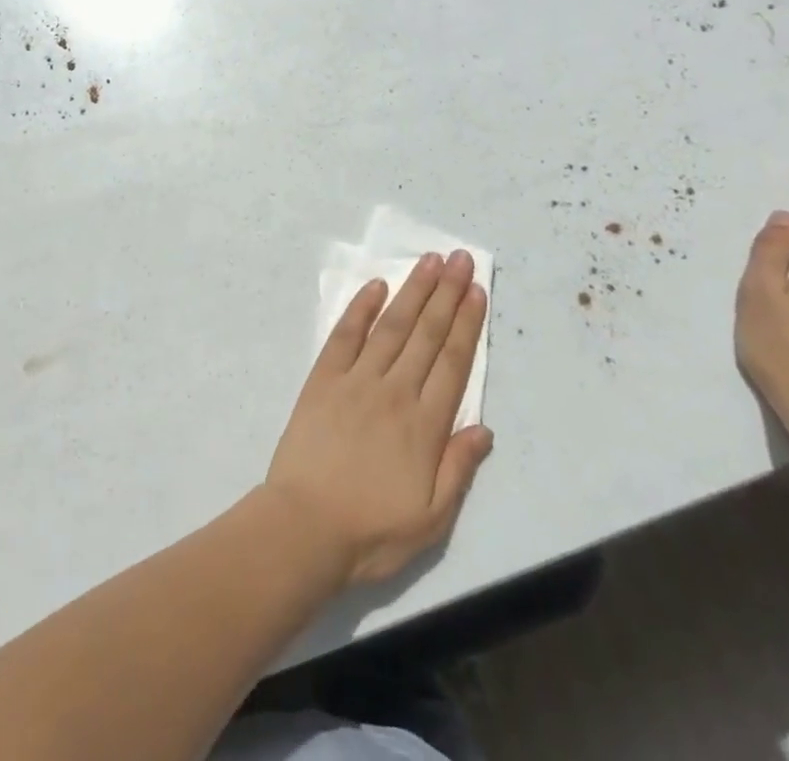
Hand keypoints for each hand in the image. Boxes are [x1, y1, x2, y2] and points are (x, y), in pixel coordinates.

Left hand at [263, 251, 492, 588]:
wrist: (304, 527)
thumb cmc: (371, 531)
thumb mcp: (432, 520)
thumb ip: (459, 468)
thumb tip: (484, 427)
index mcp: (424, 425)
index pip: (453, 362)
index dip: (466, 323)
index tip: (476, 290)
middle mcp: (395, 391)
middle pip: (427, 333)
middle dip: (446, 293)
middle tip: (460, 258)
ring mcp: (357, 380)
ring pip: (392, 326)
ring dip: (413, 290)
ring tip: (429, 261)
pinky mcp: (324, 378)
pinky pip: (345, 335)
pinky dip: (361, 308)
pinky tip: (376, 286)